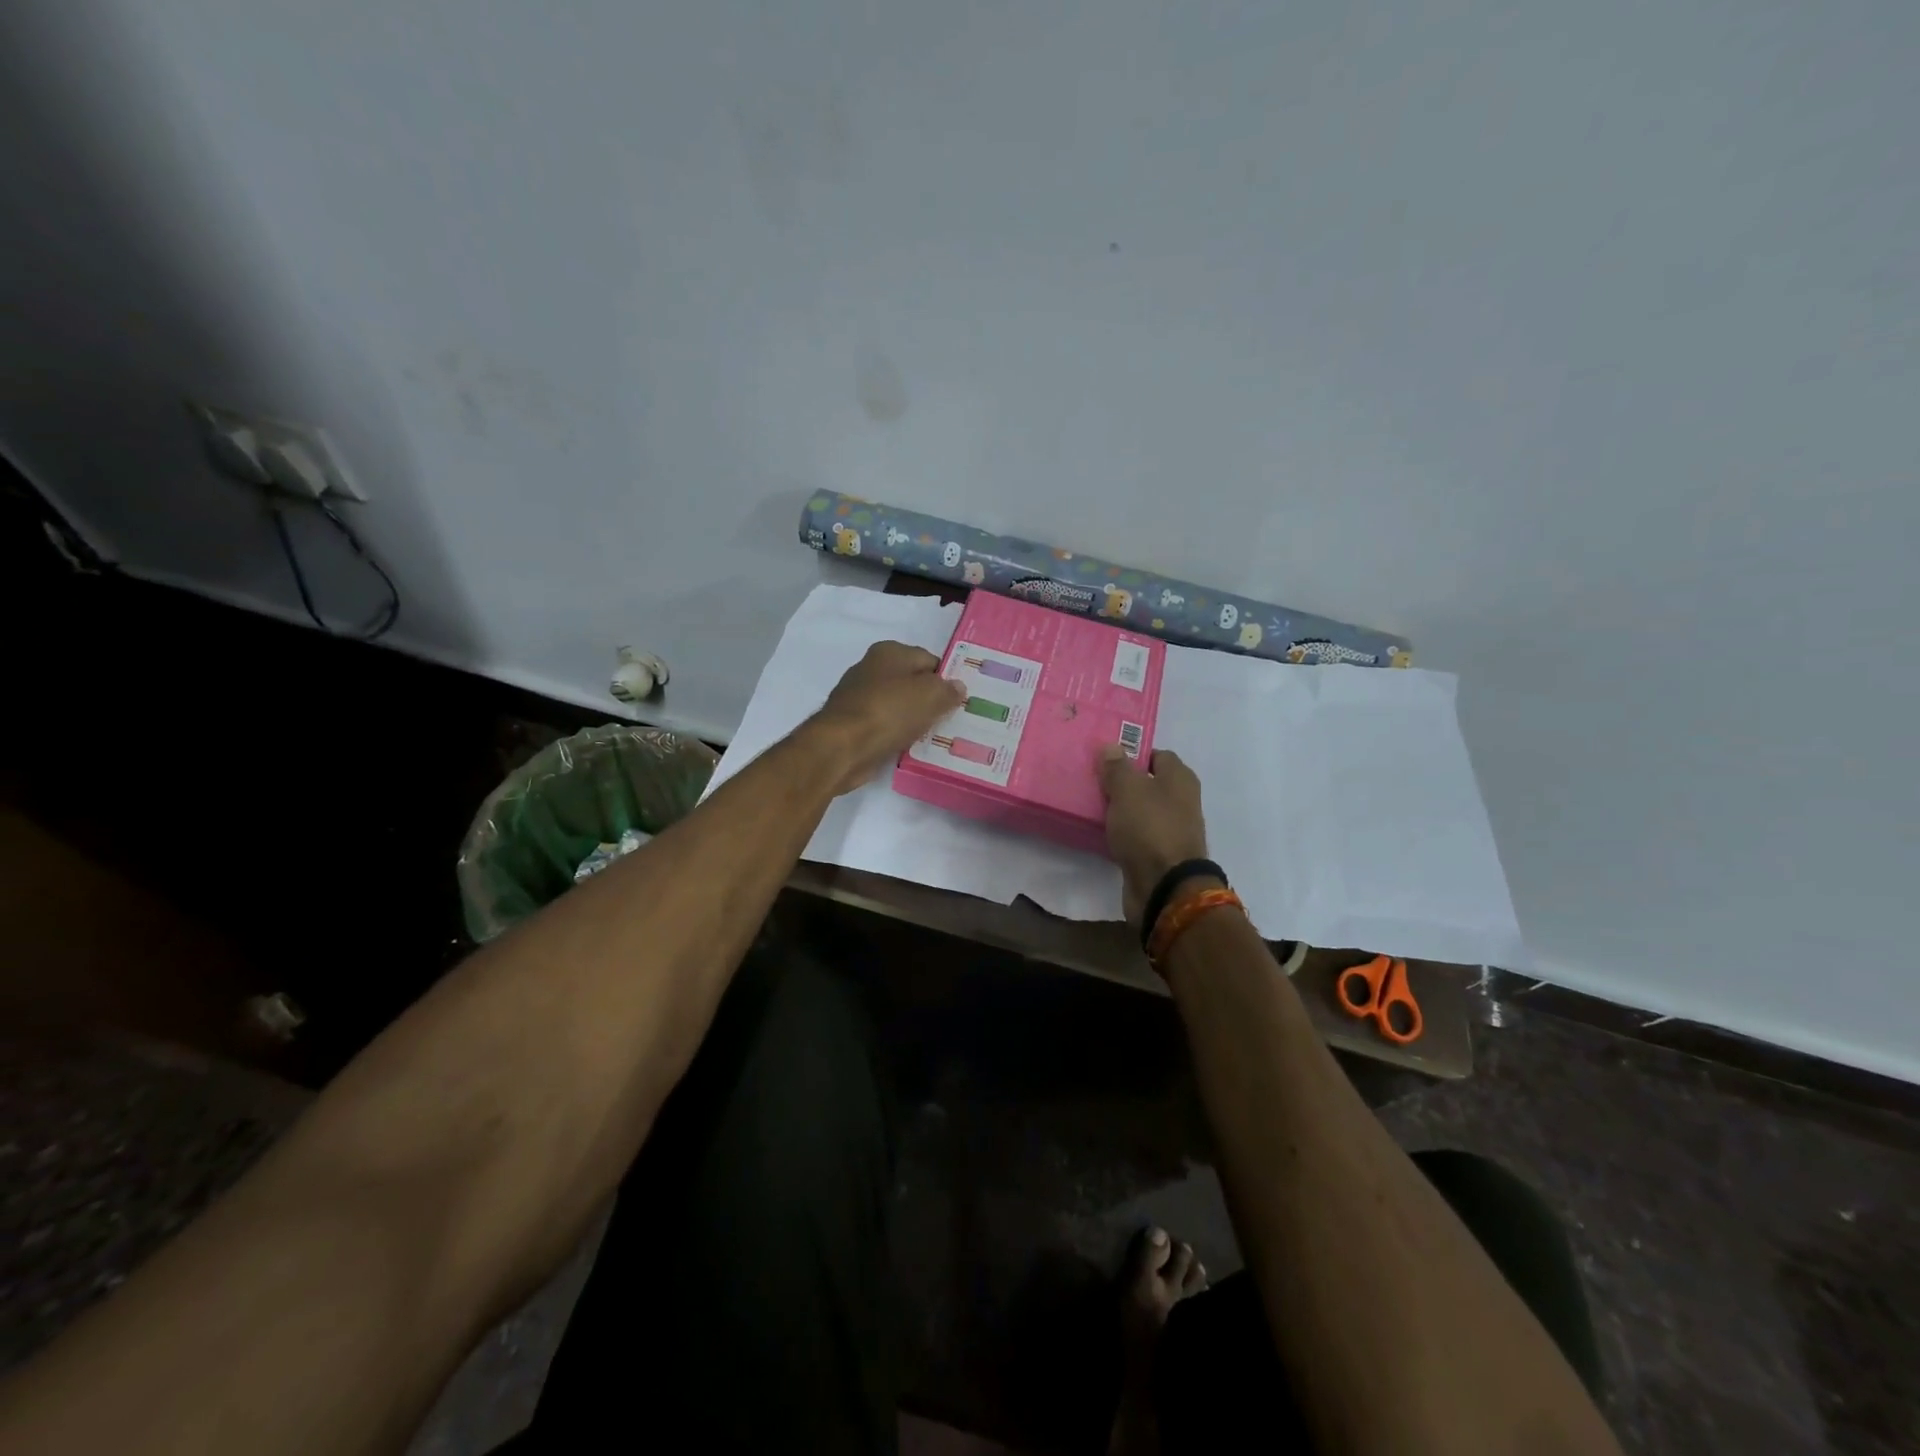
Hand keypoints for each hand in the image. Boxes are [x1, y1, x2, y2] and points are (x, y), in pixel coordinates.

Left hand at [806, 641, 966, 795]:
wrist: (842, 747)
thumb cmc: (889, 711)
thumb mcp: (930, 695)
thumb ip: (947, 689)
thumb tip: (957, 687)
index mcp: (889, 652)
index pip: (929, 660)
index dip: (946, 679)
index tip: (960, 701)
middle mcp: (871, 668)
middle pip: (912, 683)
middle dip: (931, 700)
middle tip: (951, 720)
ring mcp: (859, 697)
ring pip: (898, 706)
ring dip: (914, 720)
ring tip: (934, 737)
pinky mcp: (852, 724)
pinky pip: (884, 726)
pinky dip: (896, 734)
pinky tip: (909, 747)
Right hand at [1097, 745, 1211, 926]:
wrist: (1164, 887)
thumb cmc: (1149, 828)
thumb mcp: (1127, 790)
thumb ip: (1117, 767)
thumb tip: (1111, 746)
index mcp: (1180, 779)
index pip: (1157, 755)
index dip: (1133, 753)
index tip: (1105, 757)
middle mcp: (1181, 802)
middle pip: (1148, 783)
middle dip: (1123, 782)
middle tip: (1092, 779)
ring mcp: (1171, 830)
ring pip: (1140, 811)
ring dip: (1120, 809)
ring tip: (1089, 804)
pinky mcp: (1158, 855)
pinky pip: (1136, 835)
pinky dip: (1121, 833)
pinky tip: (1099, 831)